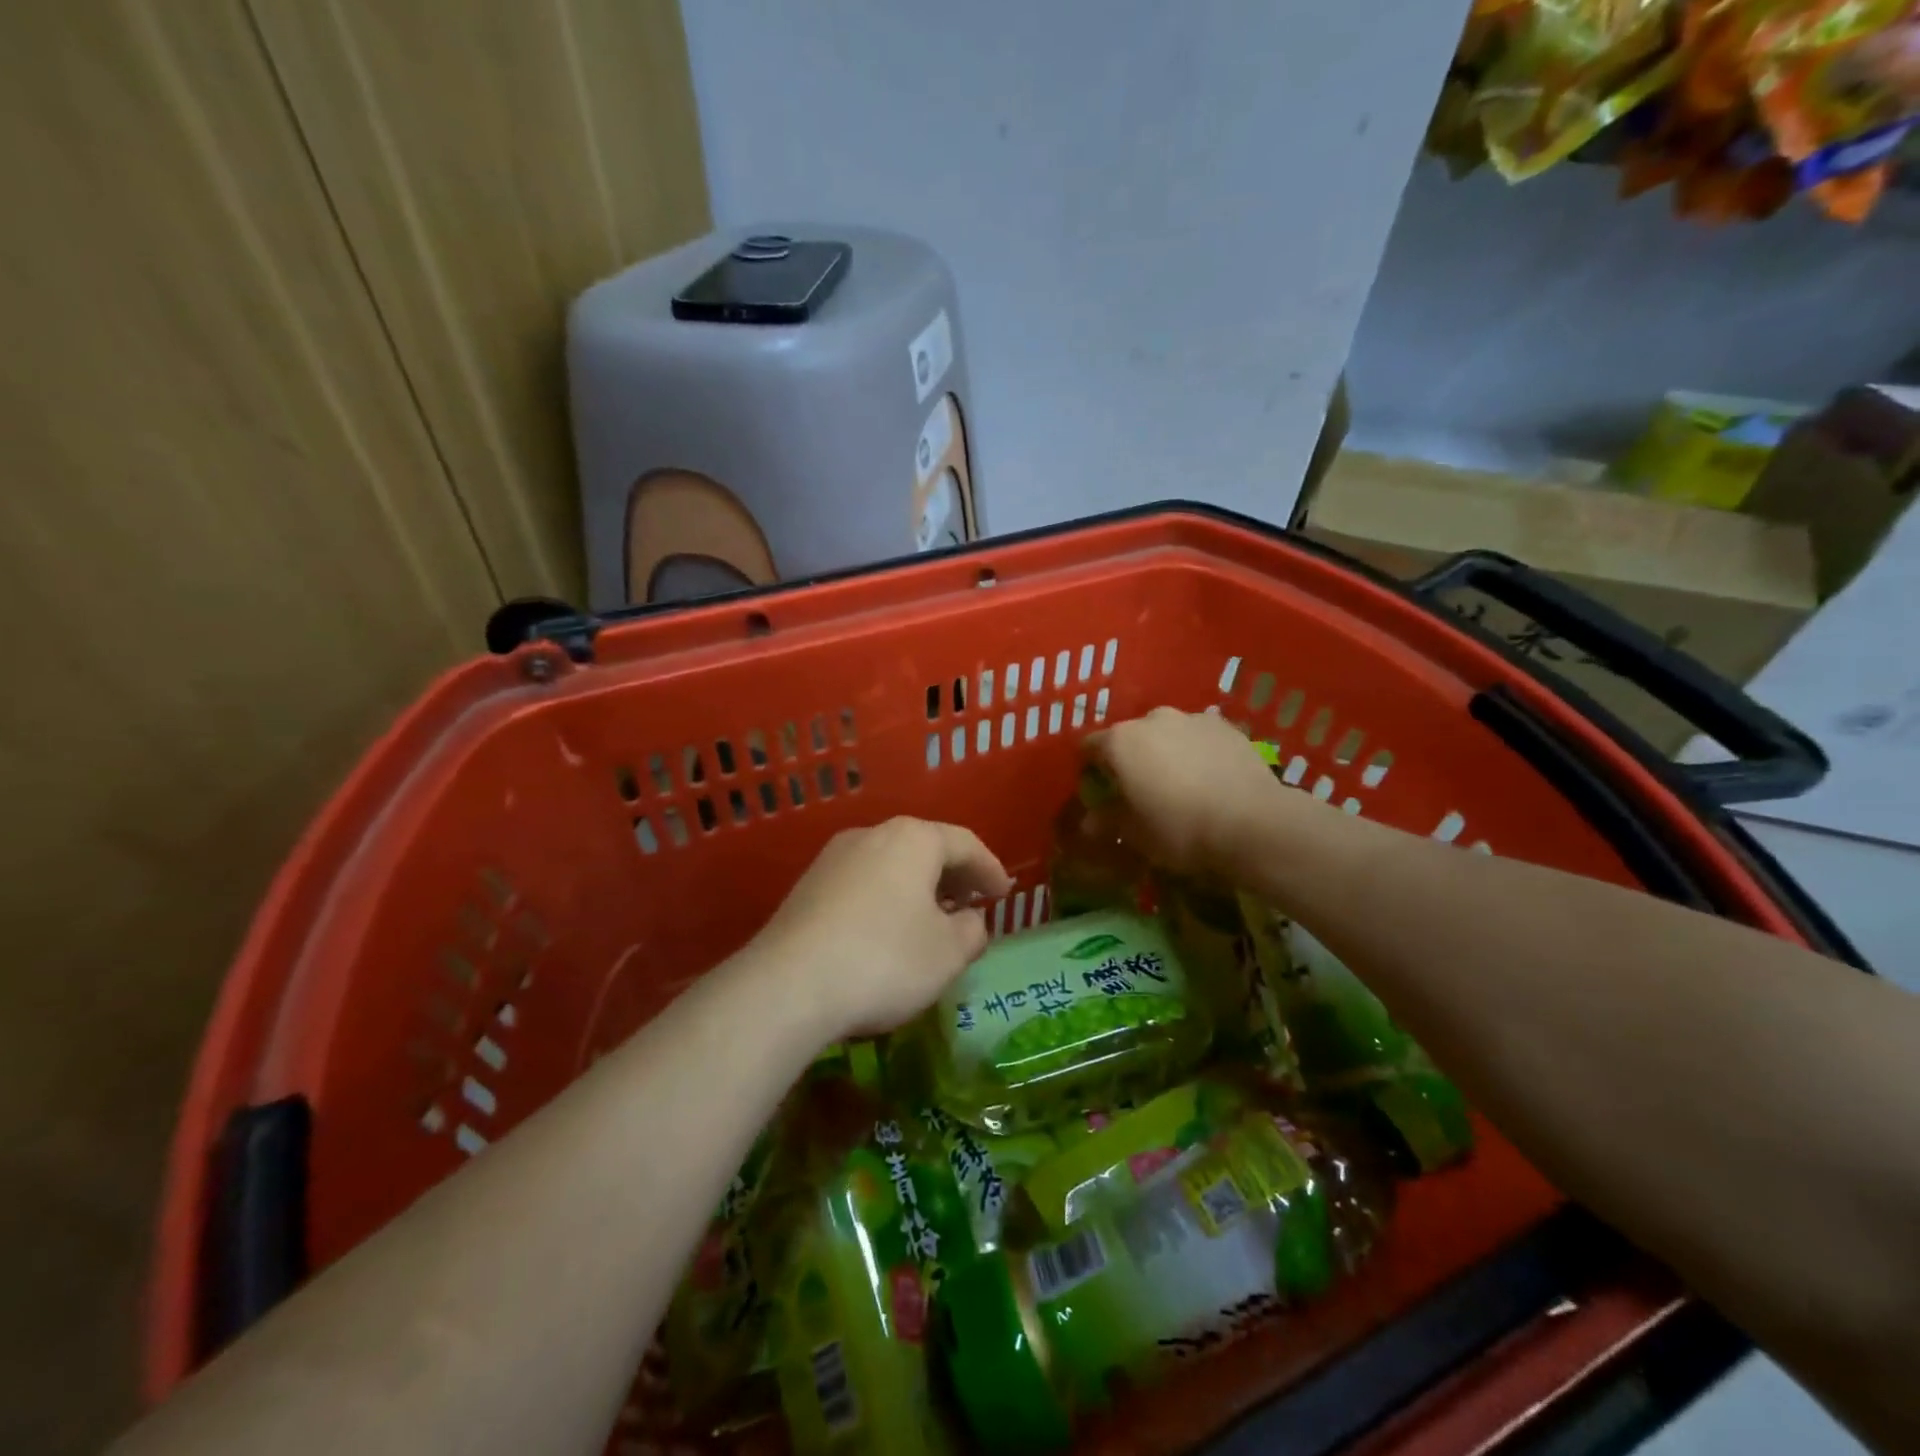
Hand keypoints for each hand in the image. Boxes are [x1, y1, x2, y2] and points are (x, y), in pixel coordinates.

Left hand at [752, 817, 1010, 1040]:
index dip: (990, 869)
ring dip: (917, 888)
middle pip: (924, 848)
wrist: (788, 985)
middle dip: (953, 876)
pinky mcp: (807, 886)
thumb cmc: (885, 960)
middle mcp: (872, 834)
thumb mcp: (947, 953)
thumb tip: (968, 921)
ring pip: (891, 865)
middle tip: (972, 904)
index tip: (1004, 894)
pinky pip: (863, 883)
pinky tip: (888, 931)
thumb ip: (971, 931)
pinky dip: (886, 899)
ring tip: (932, 919)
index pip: (965, 844)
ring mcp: (834, 858)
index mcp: (913, 839)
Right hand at [1083, 708, 1285, 876]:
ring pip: (1167, 734)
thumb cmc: (1179, 829)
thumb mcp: (1134, 834)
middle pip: (1130, 737)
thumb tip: (1089, 820)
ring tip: (1181, 786)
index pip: (1089, 747)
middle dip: (1132, 759)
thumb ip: (1107, 821)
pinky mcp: (1227, 727)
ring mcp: (1192, 718)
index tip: (1100, 791)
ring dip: (1167, 753)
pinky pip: (1199, 738)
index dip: (1091, 769)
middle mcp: (1152, 719)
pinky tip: (1210, 780)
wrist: (1253, 823)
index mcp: (1120, 741)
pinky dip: (1198, 753)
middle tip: (1142, 791)